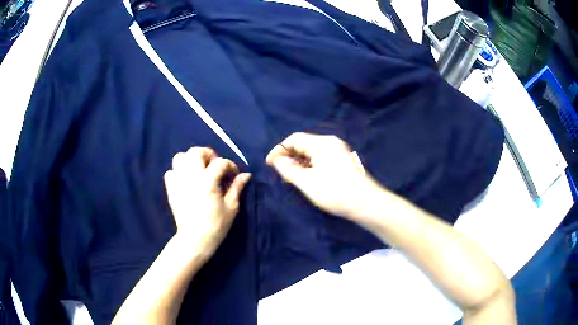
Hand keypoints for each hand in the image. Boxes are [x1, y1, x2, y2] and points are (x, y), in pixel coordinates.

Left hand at [164, 147, 250, 260]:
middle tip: (214, 165)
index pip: (220, 162)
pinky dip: (178, 172)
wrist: (195, 240)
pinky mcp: (170, 189)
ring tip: (198, 170)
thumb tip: (246, 175)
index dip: (230, 165)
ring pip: (180, 157)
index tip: (234, 174)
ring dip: (191, 160)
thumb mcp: (231, 207)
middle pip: (196, 151)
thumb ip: (237, 187)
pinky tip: (186, 180)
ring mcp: (178, 181)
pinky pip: (170, 172)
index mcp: (207, 181)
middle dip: (208, 154)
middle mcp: (191, 177)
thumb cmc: (216, 225)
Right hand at [266, 132, 382, 219]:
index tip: (269, 164)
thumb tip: (277, 160)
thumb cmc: (335, 192)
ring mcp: (338, 151)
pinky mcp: (343, 161)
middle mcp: (331, 143)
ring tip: (291, 178)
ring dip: (299, 163)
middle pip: (303, 144)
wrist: (367, 204)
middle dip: (289, 157)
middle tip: (280, 173)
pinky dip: (310, 166)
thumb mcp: (307, 182)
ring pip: (312, 153)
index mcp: (322, 143)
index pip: (294, 139)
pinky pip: (321, 159)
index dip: (279, 150)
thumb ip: (289, 169)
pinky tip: (307, 179)